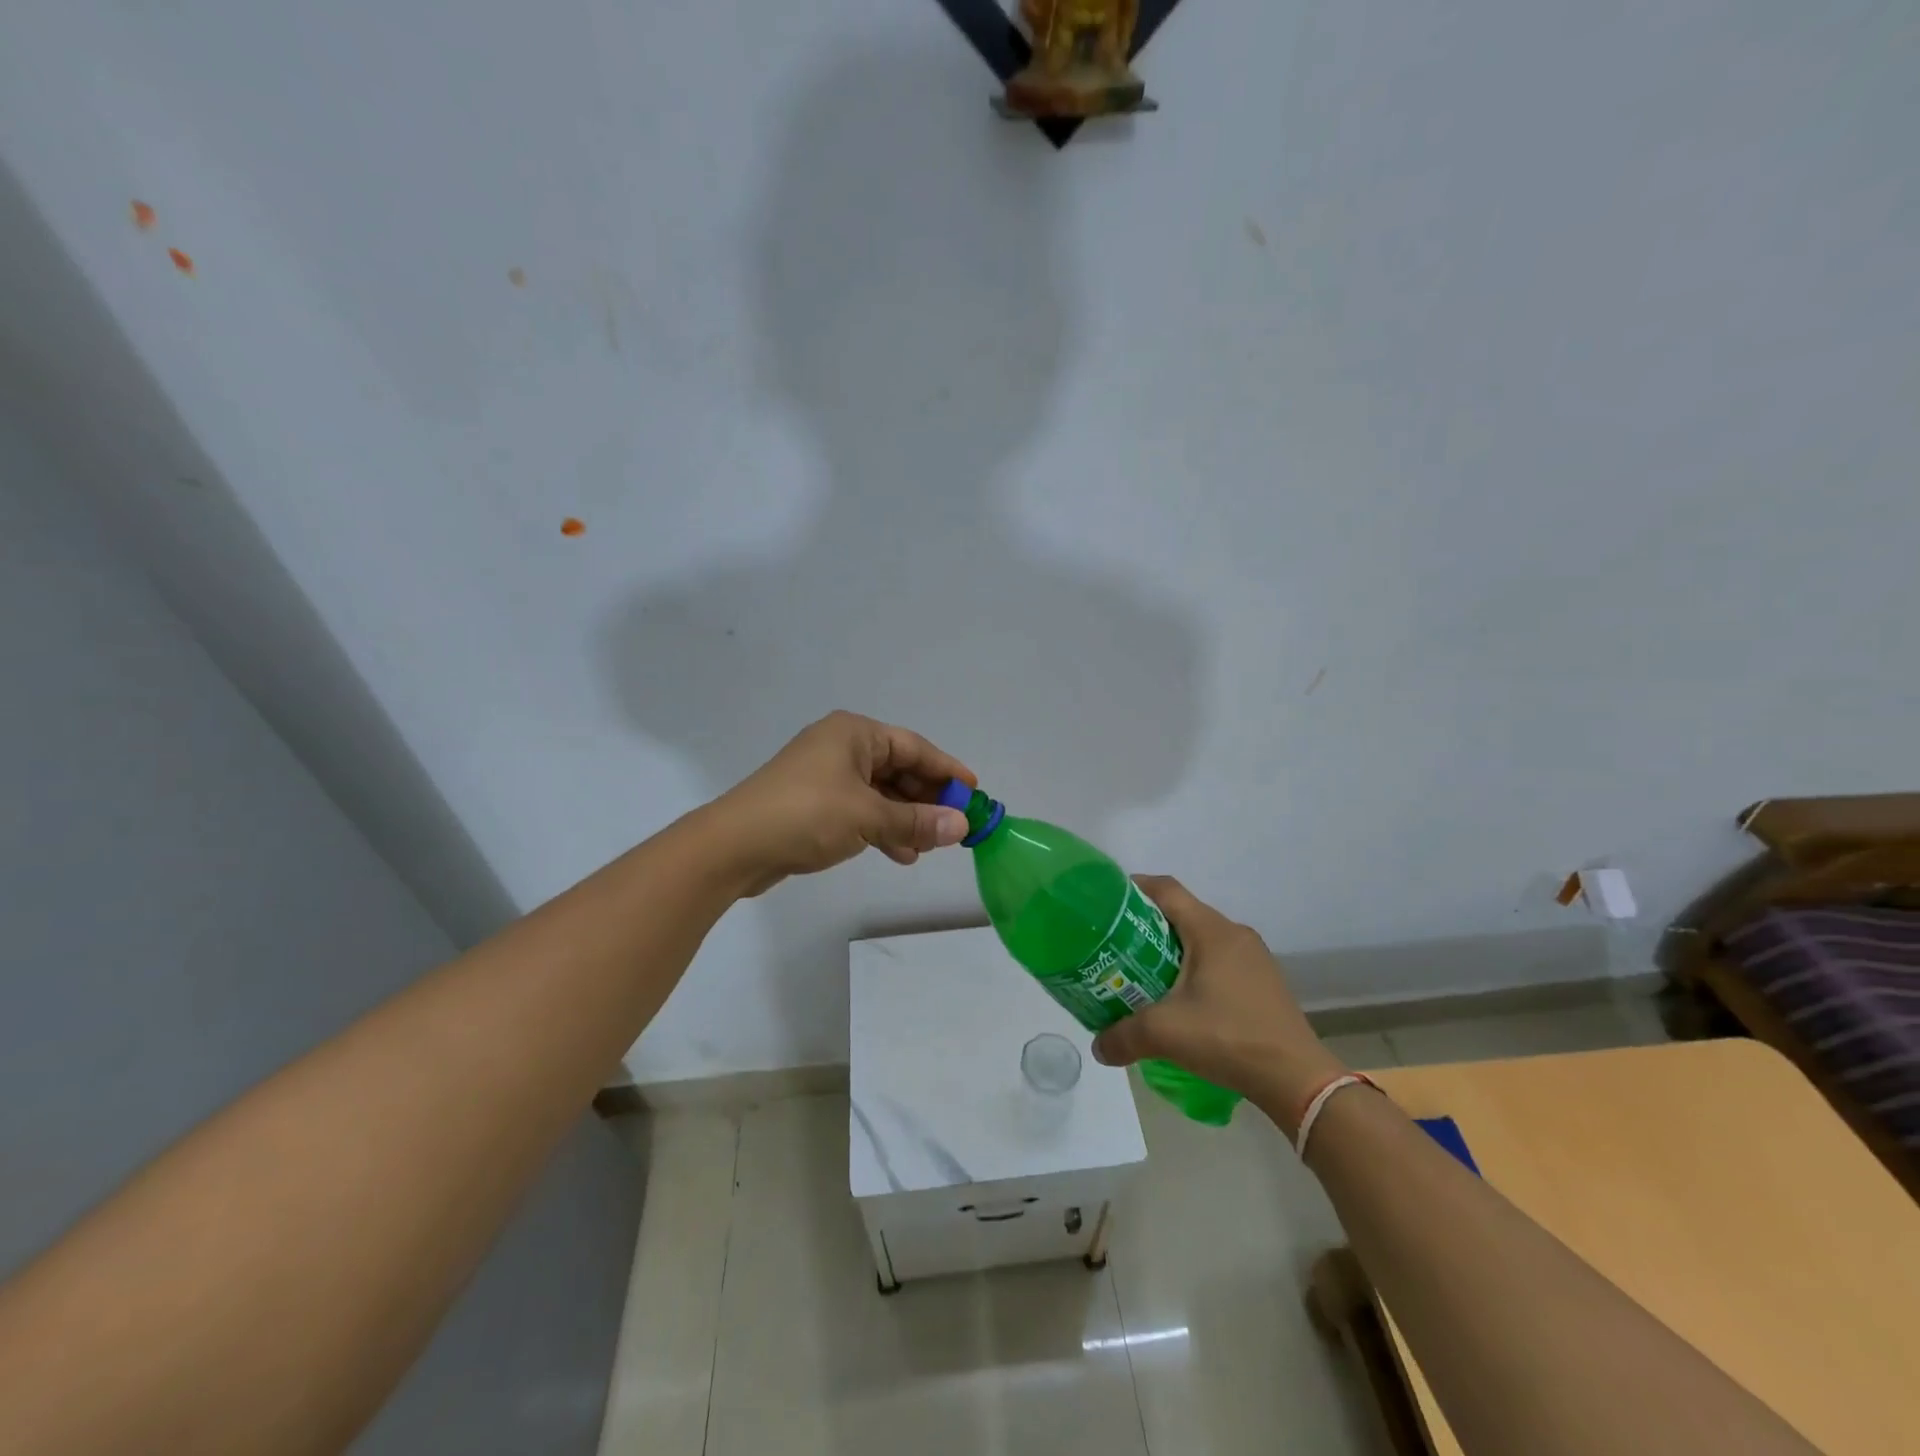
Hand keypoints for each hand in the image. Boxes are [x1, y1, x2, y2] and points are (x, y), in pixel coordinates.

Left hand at [707, 712, 975, 895]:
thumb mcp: (868, 817)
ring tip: (931, 846)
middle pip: (898, 769)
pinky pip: (861, 810)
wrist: (734, 846)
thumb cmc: (806, 815)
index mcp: (854, 734)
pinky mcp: (814, 804)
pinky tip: (900, 853)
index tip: (974, 791)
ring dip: (906, 818)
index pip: (914, 747)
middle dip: (927, 798)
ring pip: (880, 793)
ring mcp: (825, 776)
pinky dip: (882, 828)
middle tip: (956, 824)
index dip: (947, 770)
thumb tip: (962, 826)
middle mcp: (841, 747)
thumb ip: (917, 822)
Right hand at [1091, 876, 1344, 1131]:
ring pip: (1202, 939)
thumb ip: (1123, 1036)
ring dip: (1172, 949)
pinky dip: (1195, 969)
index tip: (1107, 901)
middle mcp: (1234, 934)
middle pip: (1183, 913)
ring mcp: (1254, 958)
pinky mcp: (1264, 982)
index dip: (1135, 887)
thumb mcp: (1165, 1034)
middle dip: (1147, 924)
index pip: (1167, 889)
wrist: (1297, 1079)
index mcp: (1211, 930)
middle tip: (1116, 945)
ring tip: (1143, 973)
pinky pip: (1220, 961)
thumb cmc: (1228, 1037)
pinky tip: (1182, 1000)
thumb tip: (1097, 1048)